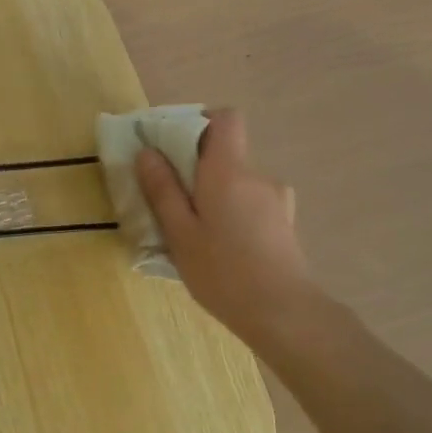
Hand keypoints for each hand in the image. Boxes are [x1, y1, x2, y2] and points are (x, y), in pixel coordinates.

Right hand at [135, 109, 320, 347]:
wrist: (284, 314)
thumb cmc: (223, 271)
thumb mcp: (180, 233)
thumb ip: (163, 189)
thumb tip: (147, 152)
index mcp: (229, 170)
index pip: (226, 118)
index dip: (201, 122)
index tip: (176, 145)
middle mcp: (257, 175)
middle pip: (227, 153)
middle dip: (198, 168)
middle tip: (174, 200)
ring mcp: (277, 199)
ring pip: (238, 182)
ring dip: (217, 195)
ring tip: (198, 232)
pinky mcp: (284, 223)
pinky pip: (252, 203)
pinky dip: (234, 212)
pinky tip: (224, 248)